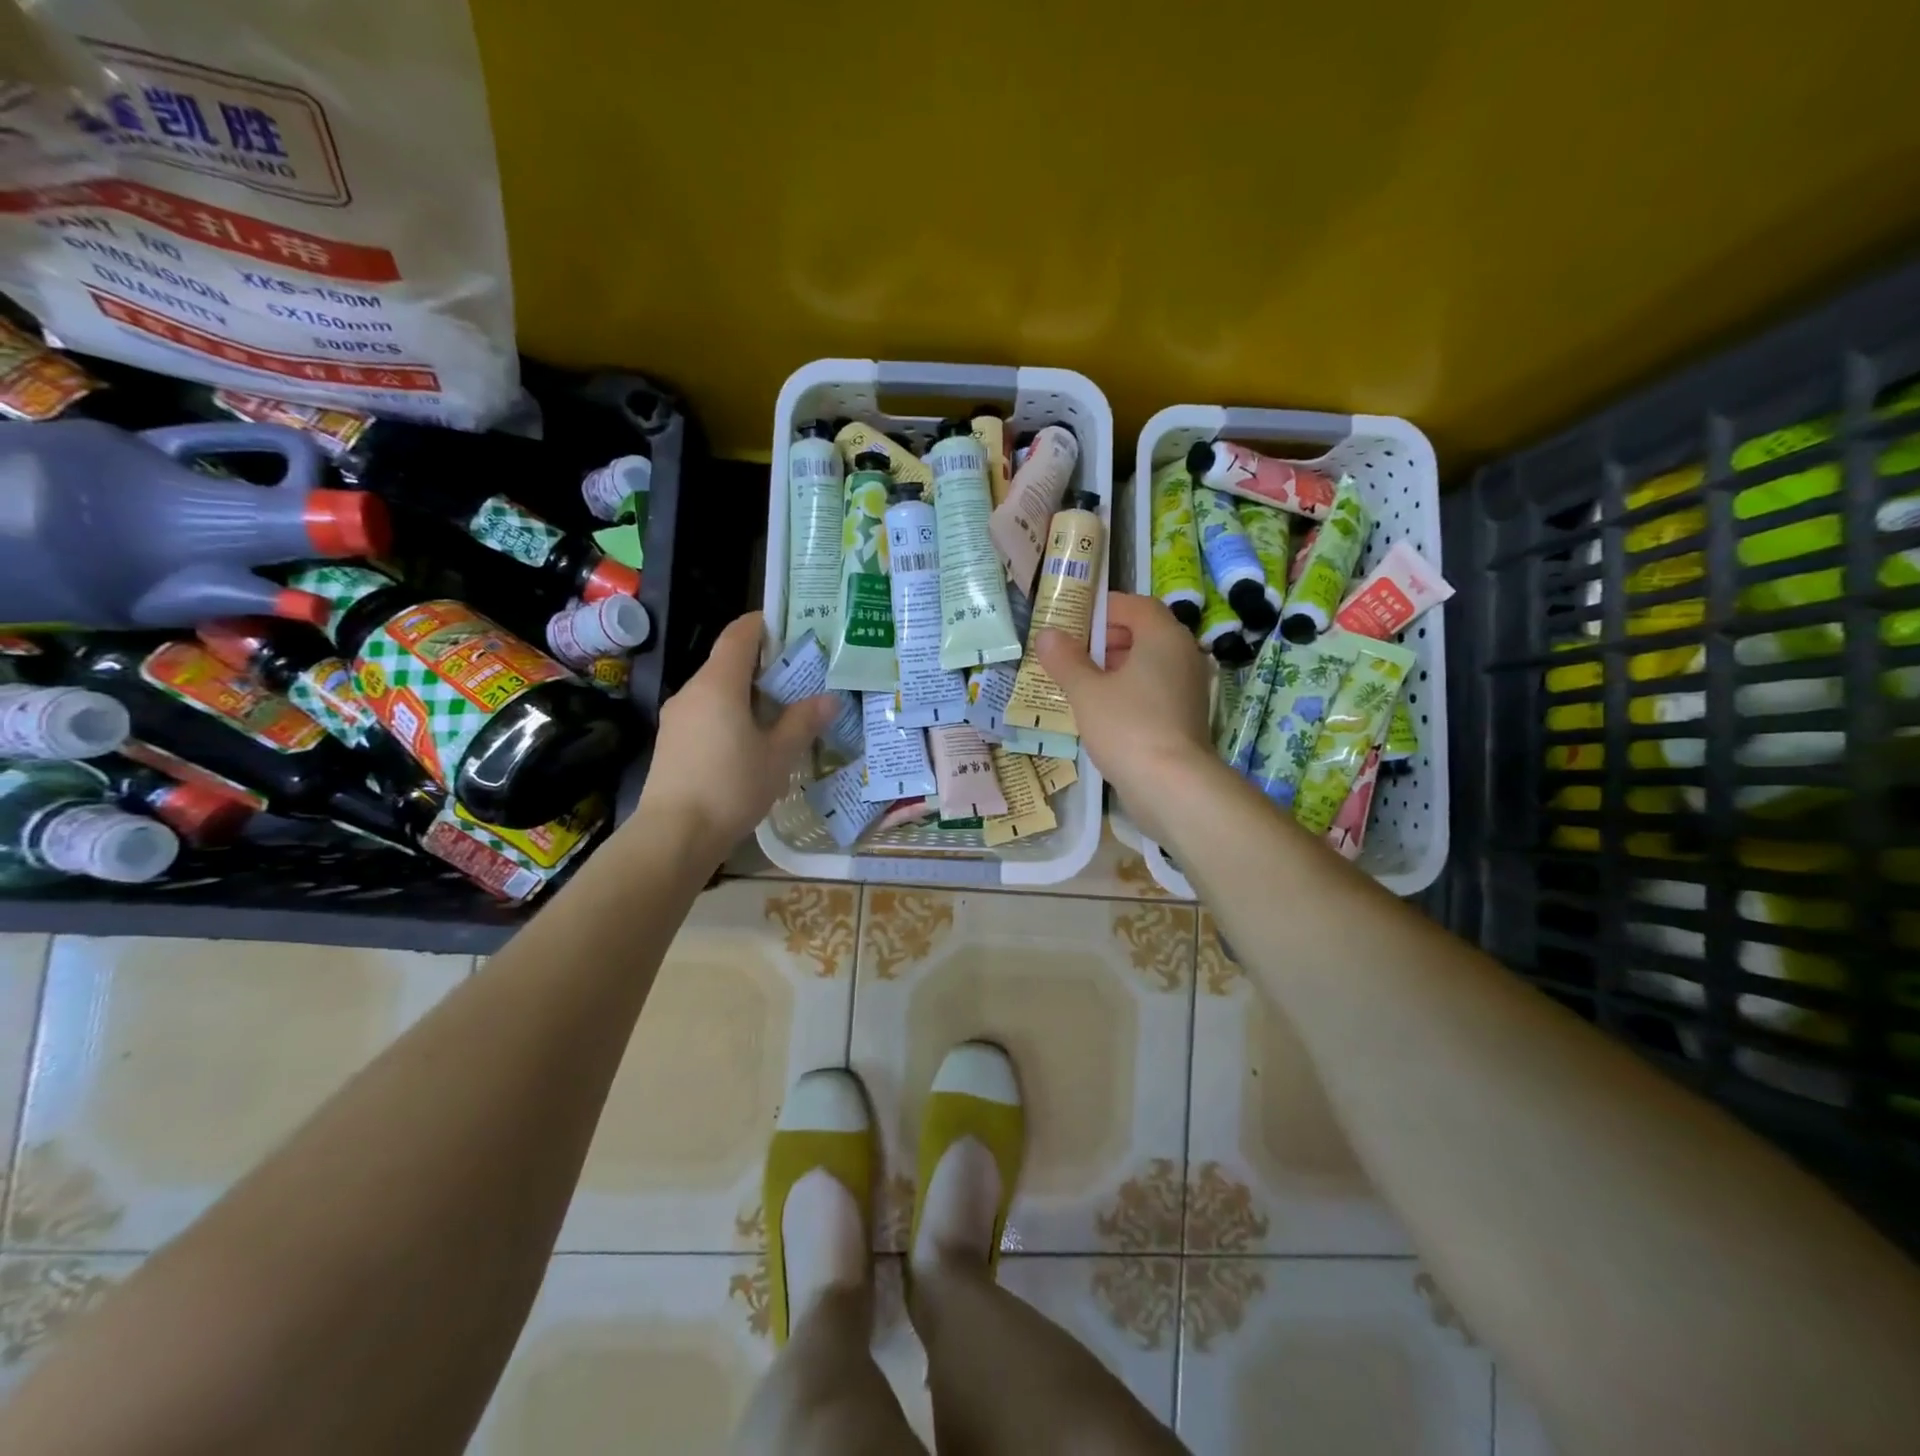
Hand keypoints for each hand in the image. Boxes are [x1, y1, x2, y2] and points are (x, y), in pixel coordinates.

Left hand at [633, 611, 837, 863]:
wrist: (674, 835)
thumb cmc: (732, 787)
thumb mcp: (778, 755)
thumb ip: (803, 722)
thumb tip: (829, 698)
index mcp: (719, 684)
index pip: (739, 635)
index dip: (763, 625)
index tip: (790, 628)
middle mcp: (692, 691)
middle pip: (728, 663)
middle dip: (764, 665)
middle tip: (800, 677)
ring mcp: (677, 717)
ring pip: (717, 692)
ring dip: (748, 694)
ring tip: (781, 713)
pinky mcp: (672, 742)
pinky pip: (706, 714)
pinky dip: (731, 715)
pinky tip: (752, 742)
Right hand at [1035, 593, 1213, 843]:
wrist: (1172, 786)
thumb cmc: (1127, 726)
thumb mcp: (1086, 691)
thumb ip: (1065, 660)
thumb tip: (1047, 635)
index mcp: (1163, 637)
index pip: (1135, 605)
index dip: (1103, 610)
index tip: (1073, 624)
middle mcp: (1184, 655)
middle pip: (1144, 633)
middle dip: (1107, 640)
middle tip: (1073, 655)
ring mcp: (1189, 688)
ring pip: (1149, 664)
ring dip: (1116, 668)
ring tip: (1082, 684)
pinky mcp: (1186, 716)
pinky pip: (1155, 690)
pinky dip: (1130, 691)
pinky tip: (1103, 712)